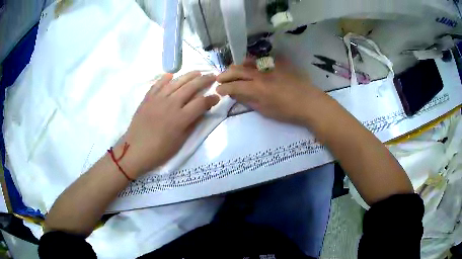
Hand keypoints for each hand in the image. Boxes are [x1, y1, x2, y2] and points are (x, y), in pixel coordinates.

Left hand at [117, 72, 218, 177]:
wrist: (135, 150)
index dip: (211, 99)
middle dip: (204, 80)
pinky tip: (172, 75)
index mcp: (180, 118)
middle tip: (212, 76)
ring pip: (176, 82)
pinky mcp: (148, 98)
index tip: (217, 97)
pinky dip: (165, 78)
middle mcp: (171, 104)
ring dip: (189, 75)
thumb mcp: (180, 141)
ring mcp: (158, 99)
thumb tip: (202, 111)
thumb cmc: (160, 151)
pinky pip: (158, 84)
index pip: (201, 103)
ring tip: (197, 72)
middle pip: (191, 87)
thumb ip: (192, 124)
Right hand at [217, 59, 330, 124]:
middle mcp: (260, 74)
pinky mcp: (278, 63)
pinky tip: (250, 66)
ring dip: (236, 67)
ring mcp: (269, 67)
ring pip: (247, 62)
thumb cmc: (287, 112)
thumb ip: (249, 101)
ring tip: (232, 71)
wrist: (309, 102)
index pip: (233, 86)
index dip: (223, 88)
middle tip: (219, 79)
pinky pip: (261, 59)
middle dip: (225, 75)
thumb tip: (236, 95)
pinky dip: (252, 62)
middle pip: (237, 70)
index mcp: (256, 89)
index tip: (218, 90)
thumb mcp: (265, 111)